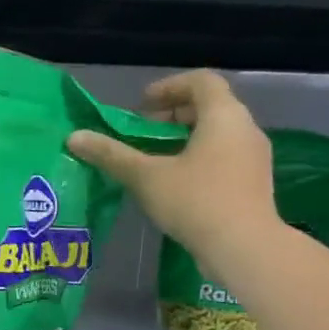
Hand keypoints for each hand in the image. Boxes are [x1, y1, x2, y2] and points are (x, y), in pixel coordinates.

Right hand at [68, 69, 277, 275]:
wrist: (244, 248)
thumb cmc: (196, 202)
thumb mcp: (146, 177)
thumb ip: (111, 155)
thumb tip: (74, 137)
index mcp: (223, 116)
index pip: (200, 81)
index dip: (169, 87)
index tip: (142, 105)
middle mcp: (245, 129)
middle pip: (209, 106)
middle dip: (172, 115)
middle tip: (142, 133)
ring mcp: (253, 157)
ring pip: (217, 134)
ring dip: (184, 138)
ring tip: (154, 159)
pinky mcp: (253, 183)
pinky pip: (224, 156)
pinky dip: (198, 158)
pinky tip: (174, 184)